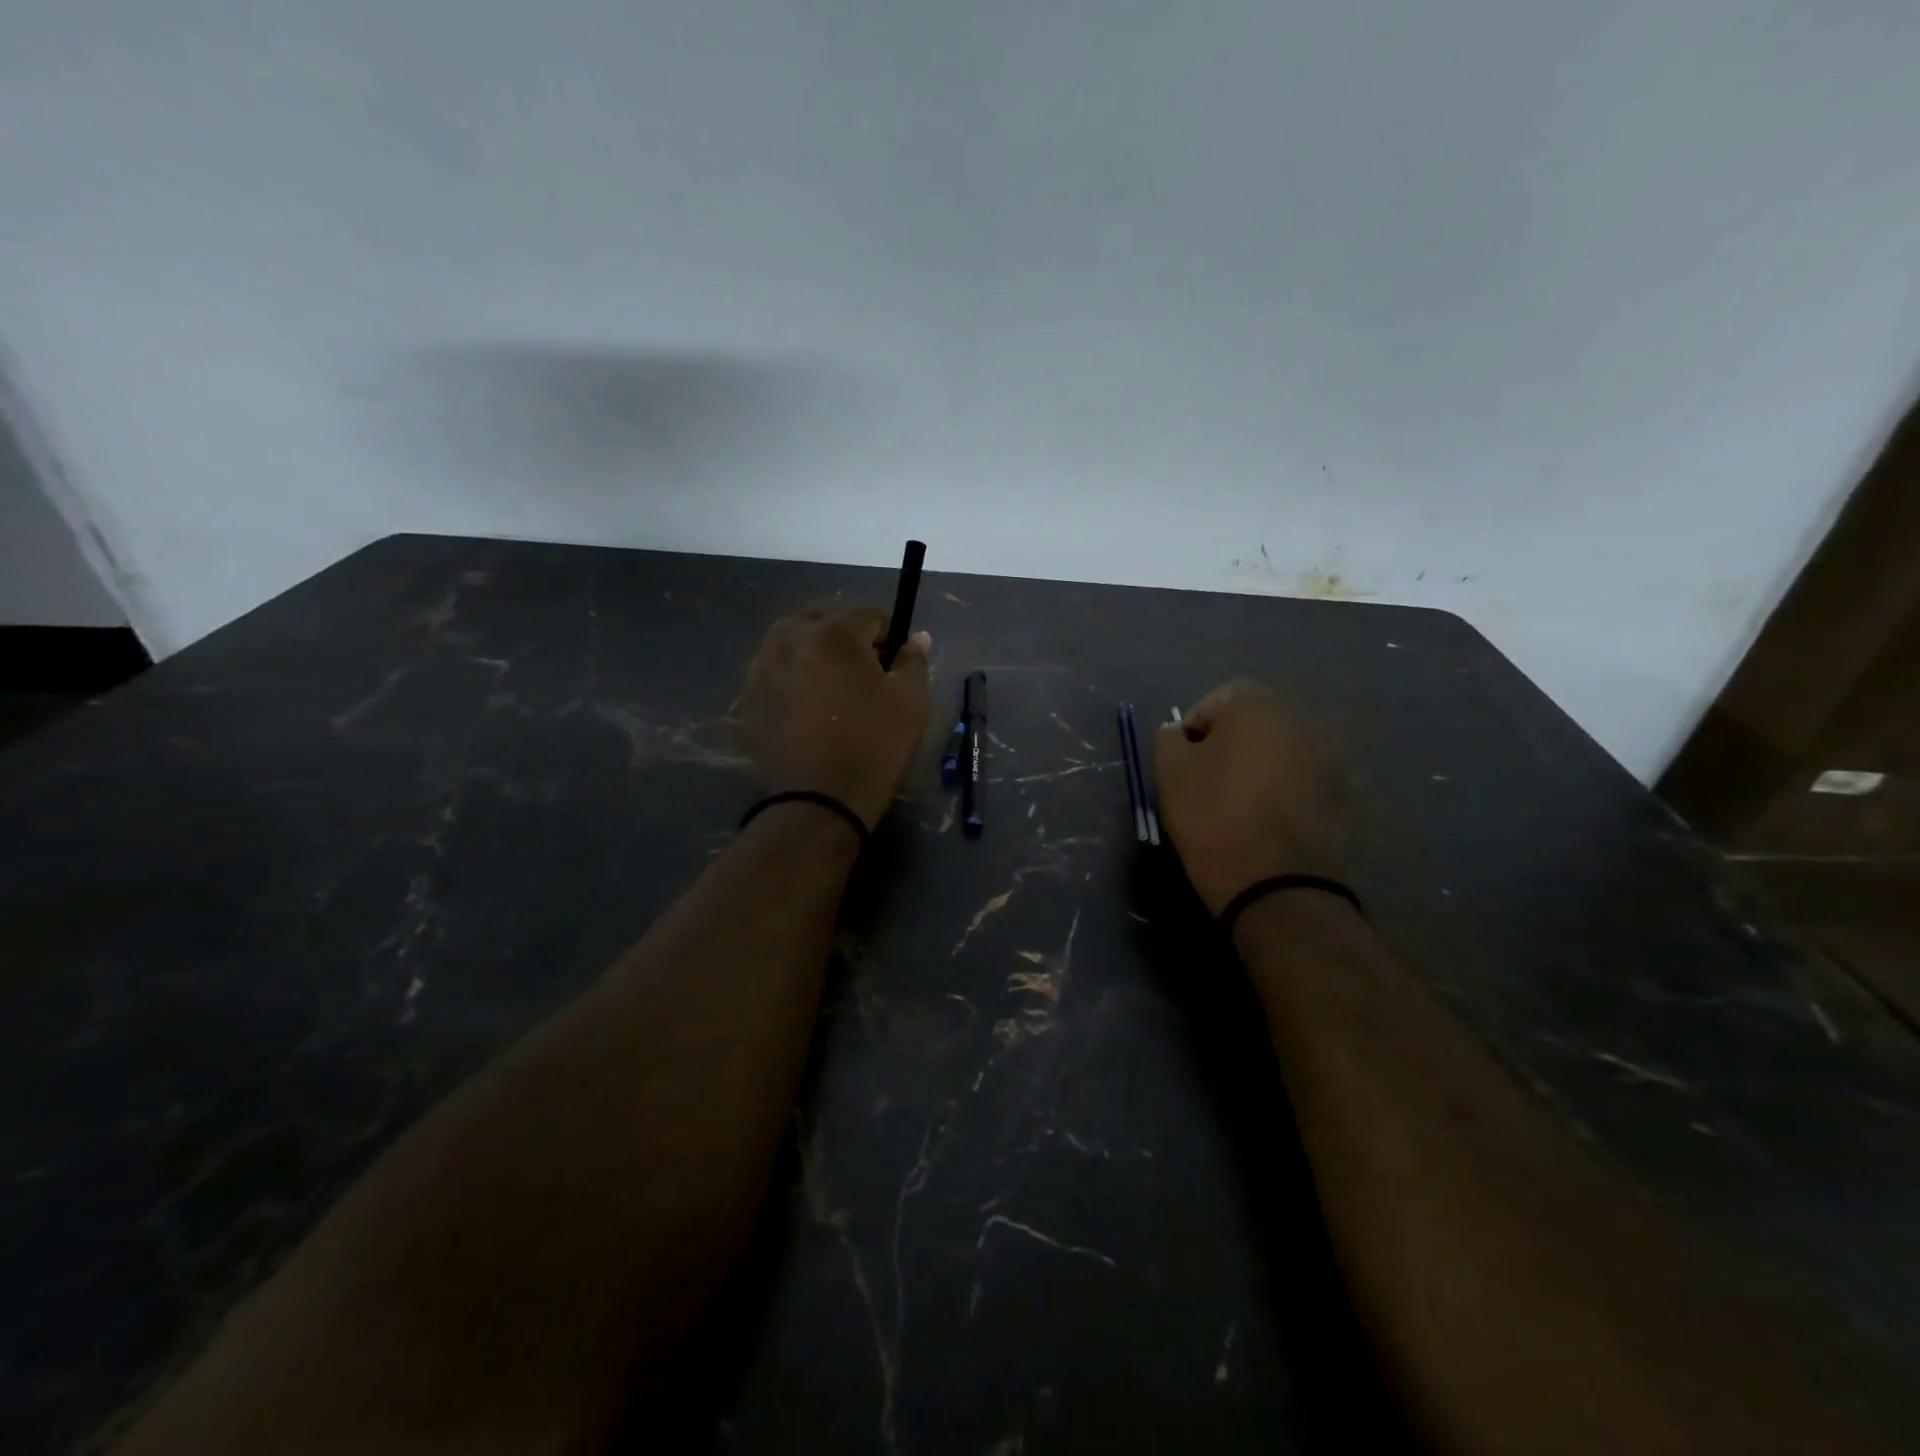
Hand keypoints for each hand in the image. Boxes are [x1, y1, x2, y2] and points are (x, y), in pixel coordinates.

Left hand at [738, 605, 931, 829]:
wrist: (818, 800)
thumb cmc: (873, 745)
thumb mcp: (911, 701)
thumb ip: (913, 660)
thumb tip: (915, 637)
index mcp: (834, 632)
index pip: (869, 613)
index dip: (889, 635)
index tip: (895, 662)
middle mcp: (790, 638)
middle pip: (823, 619)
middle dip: (845, 636)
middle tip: (862, 672)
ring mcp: (762, 668)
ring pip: (790, 642)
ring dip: (812, 652)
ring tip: (829, 687)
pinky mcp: (747, 698)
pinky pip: (772, 673)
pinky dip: (789, 678)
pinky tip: (803, 707)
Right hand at [1154, 680, 1347, 914]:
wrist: (1276, 884)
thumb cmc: (1214, 816)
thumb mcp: (1169, 771)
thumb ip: (1169, 738)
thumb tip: (1180, 733)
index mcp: (1259, 707)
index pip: (1220, 698)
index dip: (1195, 726)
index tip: (1183, 760)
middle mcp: (1303, 722)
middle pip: (1257, 722)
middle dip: (1231, 744)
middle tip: (1207, 781)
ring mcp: (1331, 759)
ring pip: (1283, 752)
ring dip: (1261, 767)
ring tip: (1239, 803)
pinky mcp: (1345, 797)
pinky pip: (1305, 782)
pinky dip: (1286, 792)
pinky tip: (1268, 821)